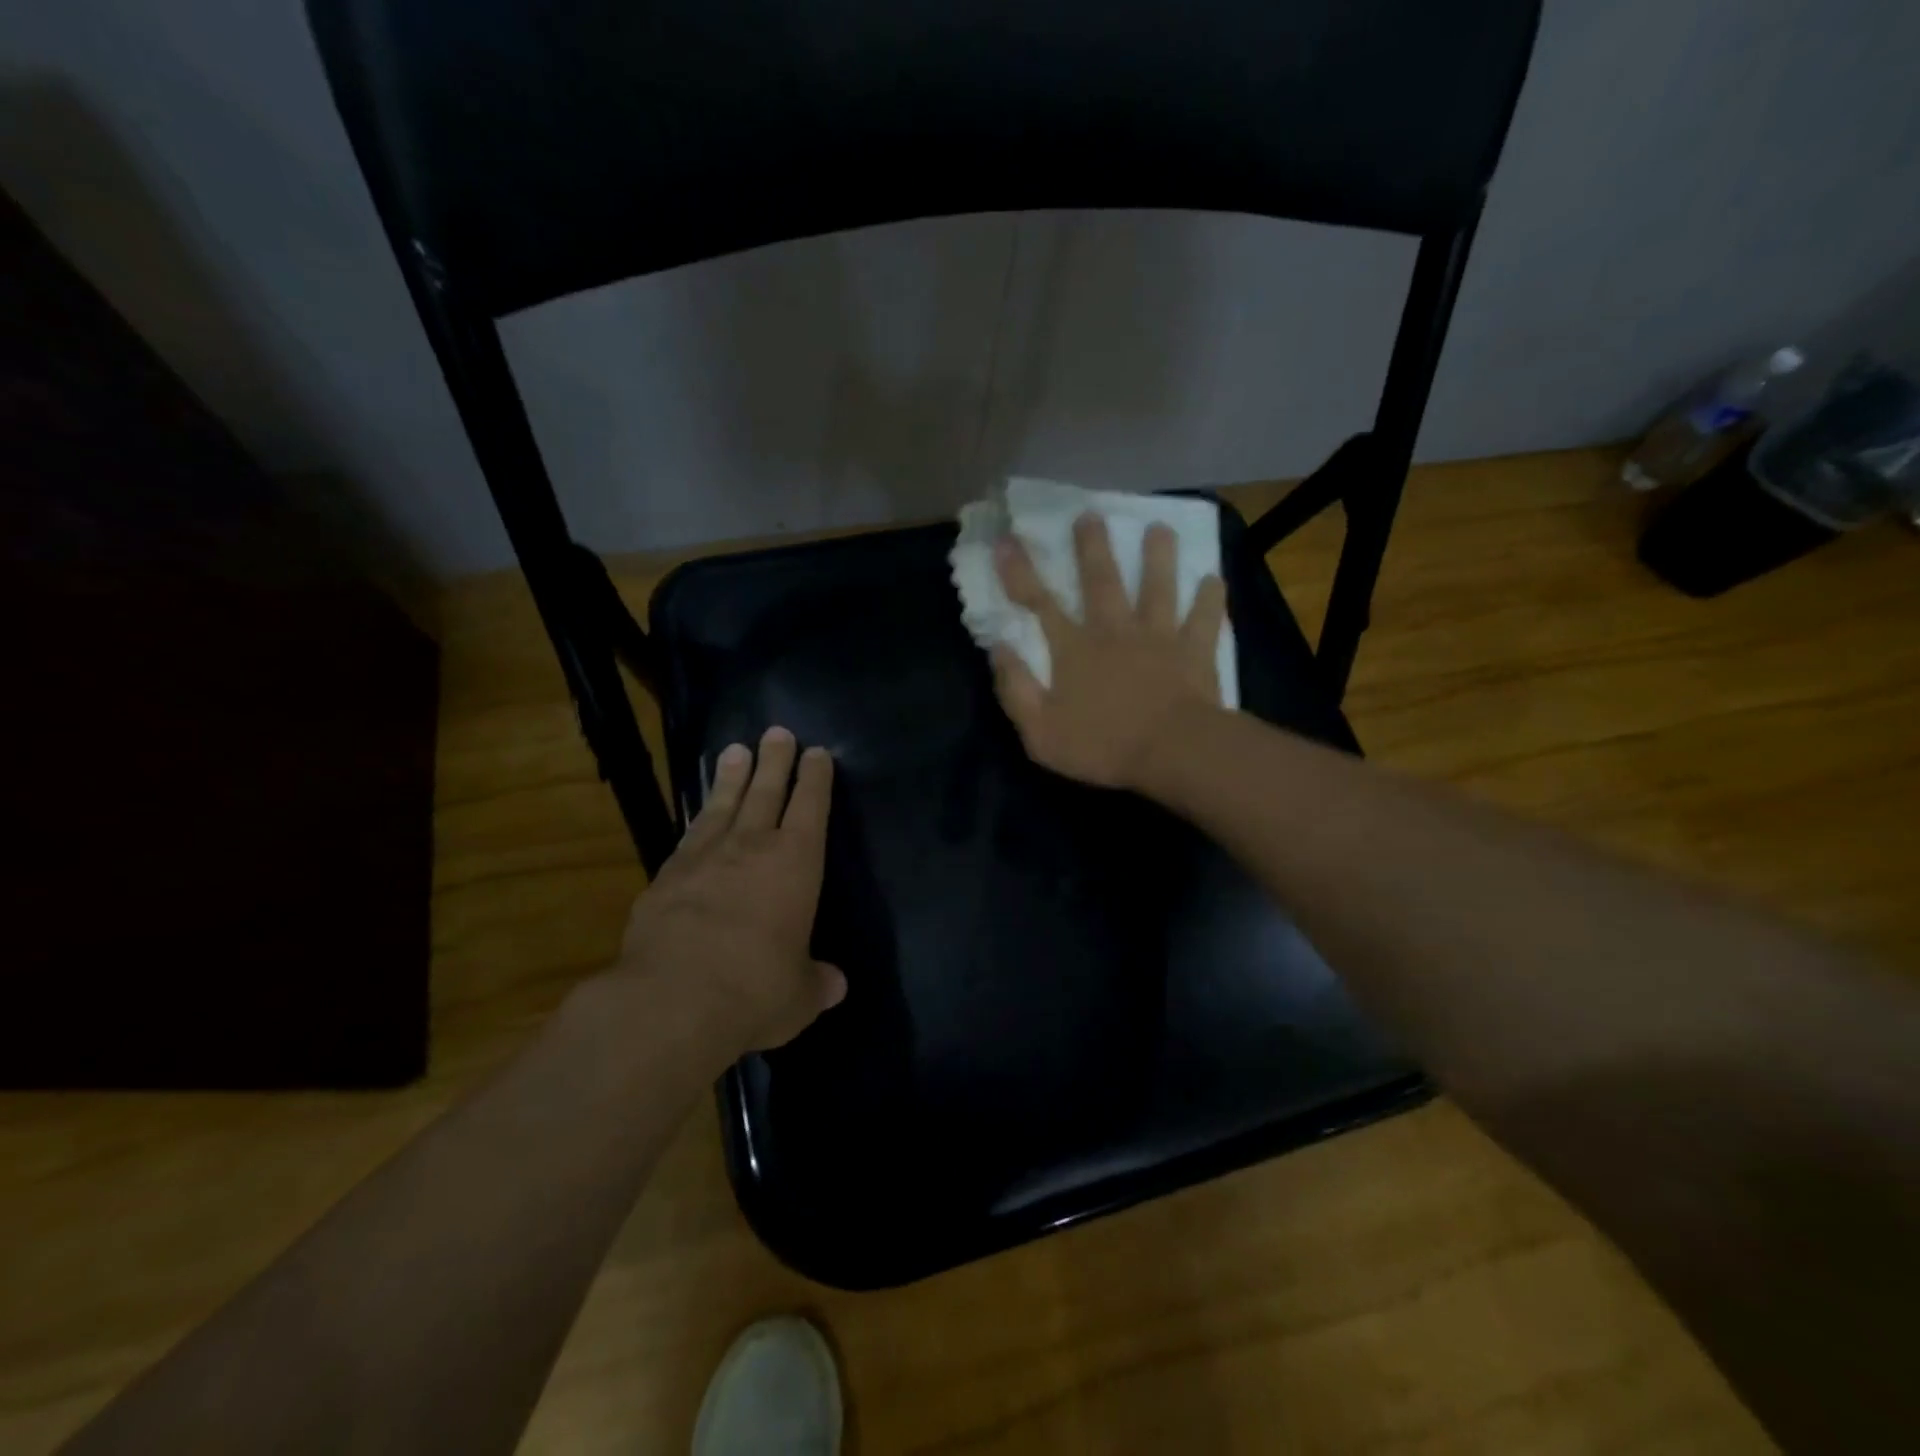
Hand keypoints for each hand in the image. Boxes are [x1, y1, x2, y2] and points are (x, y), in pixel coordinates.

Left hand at [610, 727, 845, 1052]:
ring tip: (736, 750)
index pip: (811, 808)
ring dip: (732, 777)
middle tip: (778, 732)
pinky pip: (689, 835)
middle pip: (767, 791)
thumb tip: (836, 984)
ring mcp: (704, 857)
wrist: (672, 1000)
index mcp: (796, 864)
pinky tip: (699, 815)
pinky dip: (698, 818)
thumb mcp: (798, 995)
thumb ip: (817, 983)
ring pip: (724, 804)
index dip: (816, 779)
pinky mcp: (665, 876)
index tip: (817, 754)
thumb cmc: (754, 990)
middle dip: (776, 760)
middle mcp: (752, 847)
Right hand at [993, 513, 1228, 790]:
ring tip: (1160, 528)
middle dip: (1092, 547)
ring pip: (1158, 588)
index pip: (1039, 603)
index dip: (1020, 572)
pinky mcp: (1195, 651)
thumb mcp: (1040, 731)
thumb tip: (999, 648)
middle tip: (1090, 515)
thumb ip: (1016, 689)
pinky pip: (1205, 619)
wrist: (1172, 752)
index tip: (1007, 540)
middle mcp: (1114, 631)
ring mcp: (1159, 637)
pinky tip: (1214, 579)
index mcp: (1074, 649)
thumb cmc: (1102, 747)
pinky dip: (1210, 598)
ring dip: (1158, 557)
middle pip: (1101, 581)